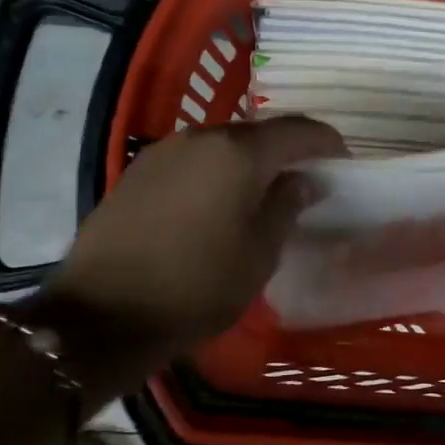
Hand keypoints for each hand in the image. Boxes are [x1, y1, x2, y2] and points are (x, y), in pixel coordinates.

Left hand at [41, 116, 346, 367]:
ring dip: (246, 164)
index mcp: (239, 153)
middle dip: (285, 152)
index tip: (342, 161)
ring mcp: (163, 152)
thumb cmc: (197, 286)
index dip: (326, 141)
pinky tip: (213, 206)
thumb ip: (286, 206)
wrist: (102, 314)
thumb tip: (302, 180)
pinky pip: (190, 162)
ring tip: (258, 197)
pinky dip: (213, 174)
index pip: (297, 130)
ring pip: (221, 146)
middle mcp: (201, 138)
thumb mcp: (259, 254)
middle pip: (257, 134)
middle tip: (302, 182)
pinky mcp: (137, 172)